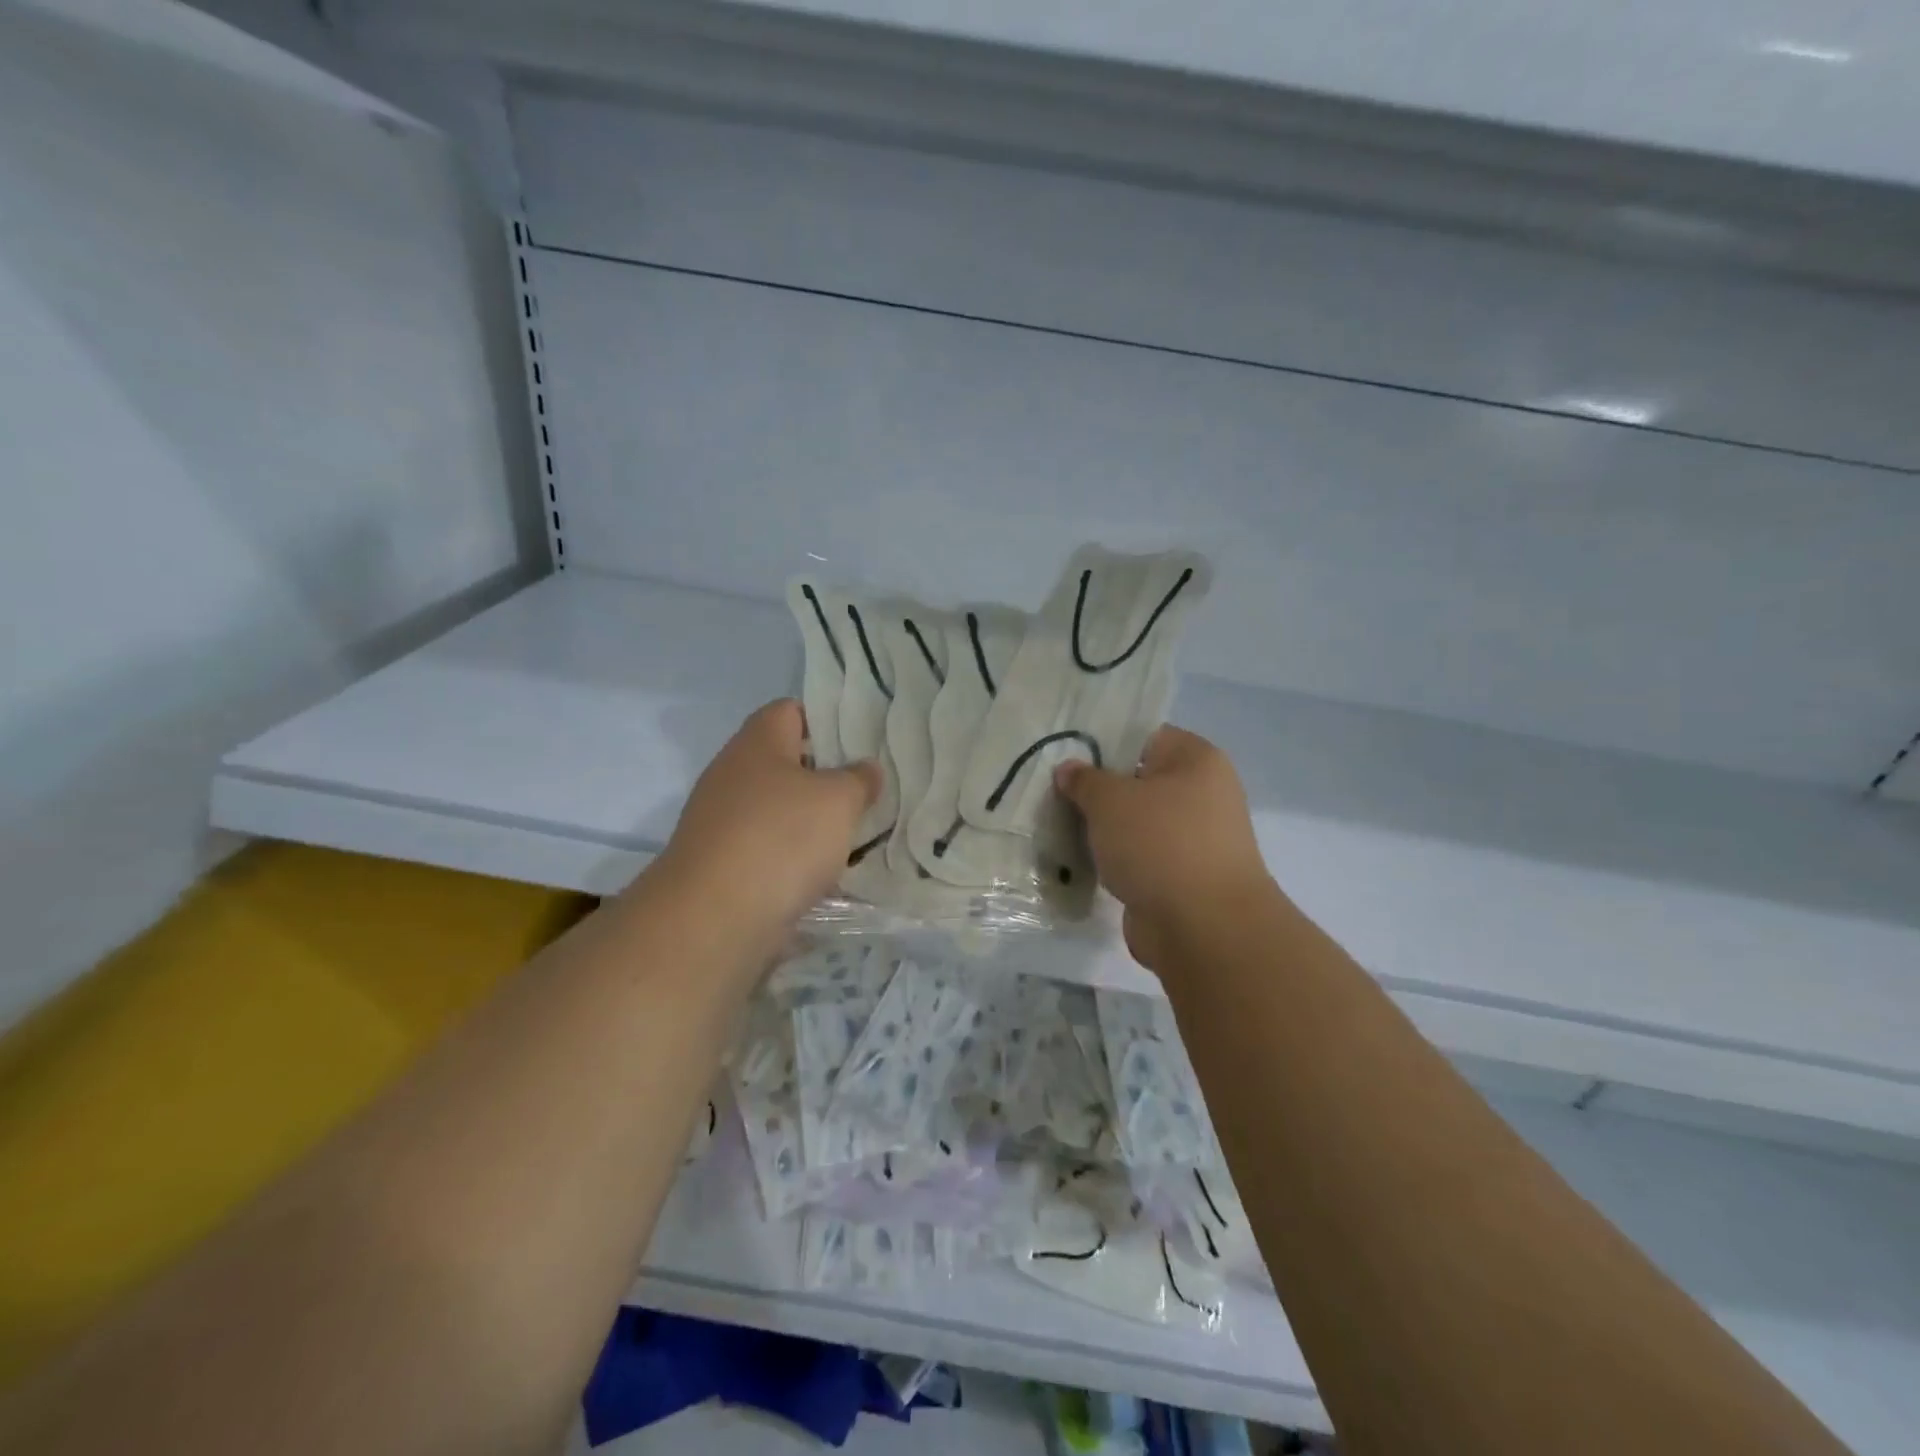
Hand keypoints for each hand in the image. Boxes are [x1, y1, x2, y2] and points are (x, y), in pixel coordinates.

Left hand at [658, 699, 880, 937]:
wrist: (714, 917)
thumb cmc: (781, 838)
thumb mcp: (839, 800)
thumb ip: (859, 779)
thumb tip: (866, 769)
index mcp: (758, 742)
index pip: (791, 710)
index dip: (827, 719)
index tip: (863, 740)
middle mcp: (733, 774)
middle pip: (786, 762)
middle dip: (826, 776)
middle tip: (868, 789)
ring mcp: (722, 821)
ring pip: (778, 809)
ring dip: (812, 820)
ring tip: (855, 832)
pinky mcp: (722, 863)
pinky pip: (768, 848)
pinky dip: (794, 857)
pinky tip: (825, 872)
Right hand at [1054, 726, 1274, 970]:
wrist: (1202, 927)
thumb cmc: (1159, 843)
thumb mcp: (1110, 800)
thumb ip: (1084, 780)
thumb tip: (1069, 769)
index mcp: (1196, 760)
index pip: (1145, 737)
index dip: (1105, 744)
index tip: (1067, 758)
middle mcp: (1203, 794)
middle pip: (1139, 782)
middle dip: (1098, 792)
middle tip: (1057, 795)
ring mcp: (1195, 839)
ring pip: (1137, 823)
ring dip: (1104, 830)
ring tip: (1061, 828)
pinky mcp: (1182, 877)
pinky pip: (1140, 857)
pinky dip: (1115, 861)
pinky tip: (1081, 862)